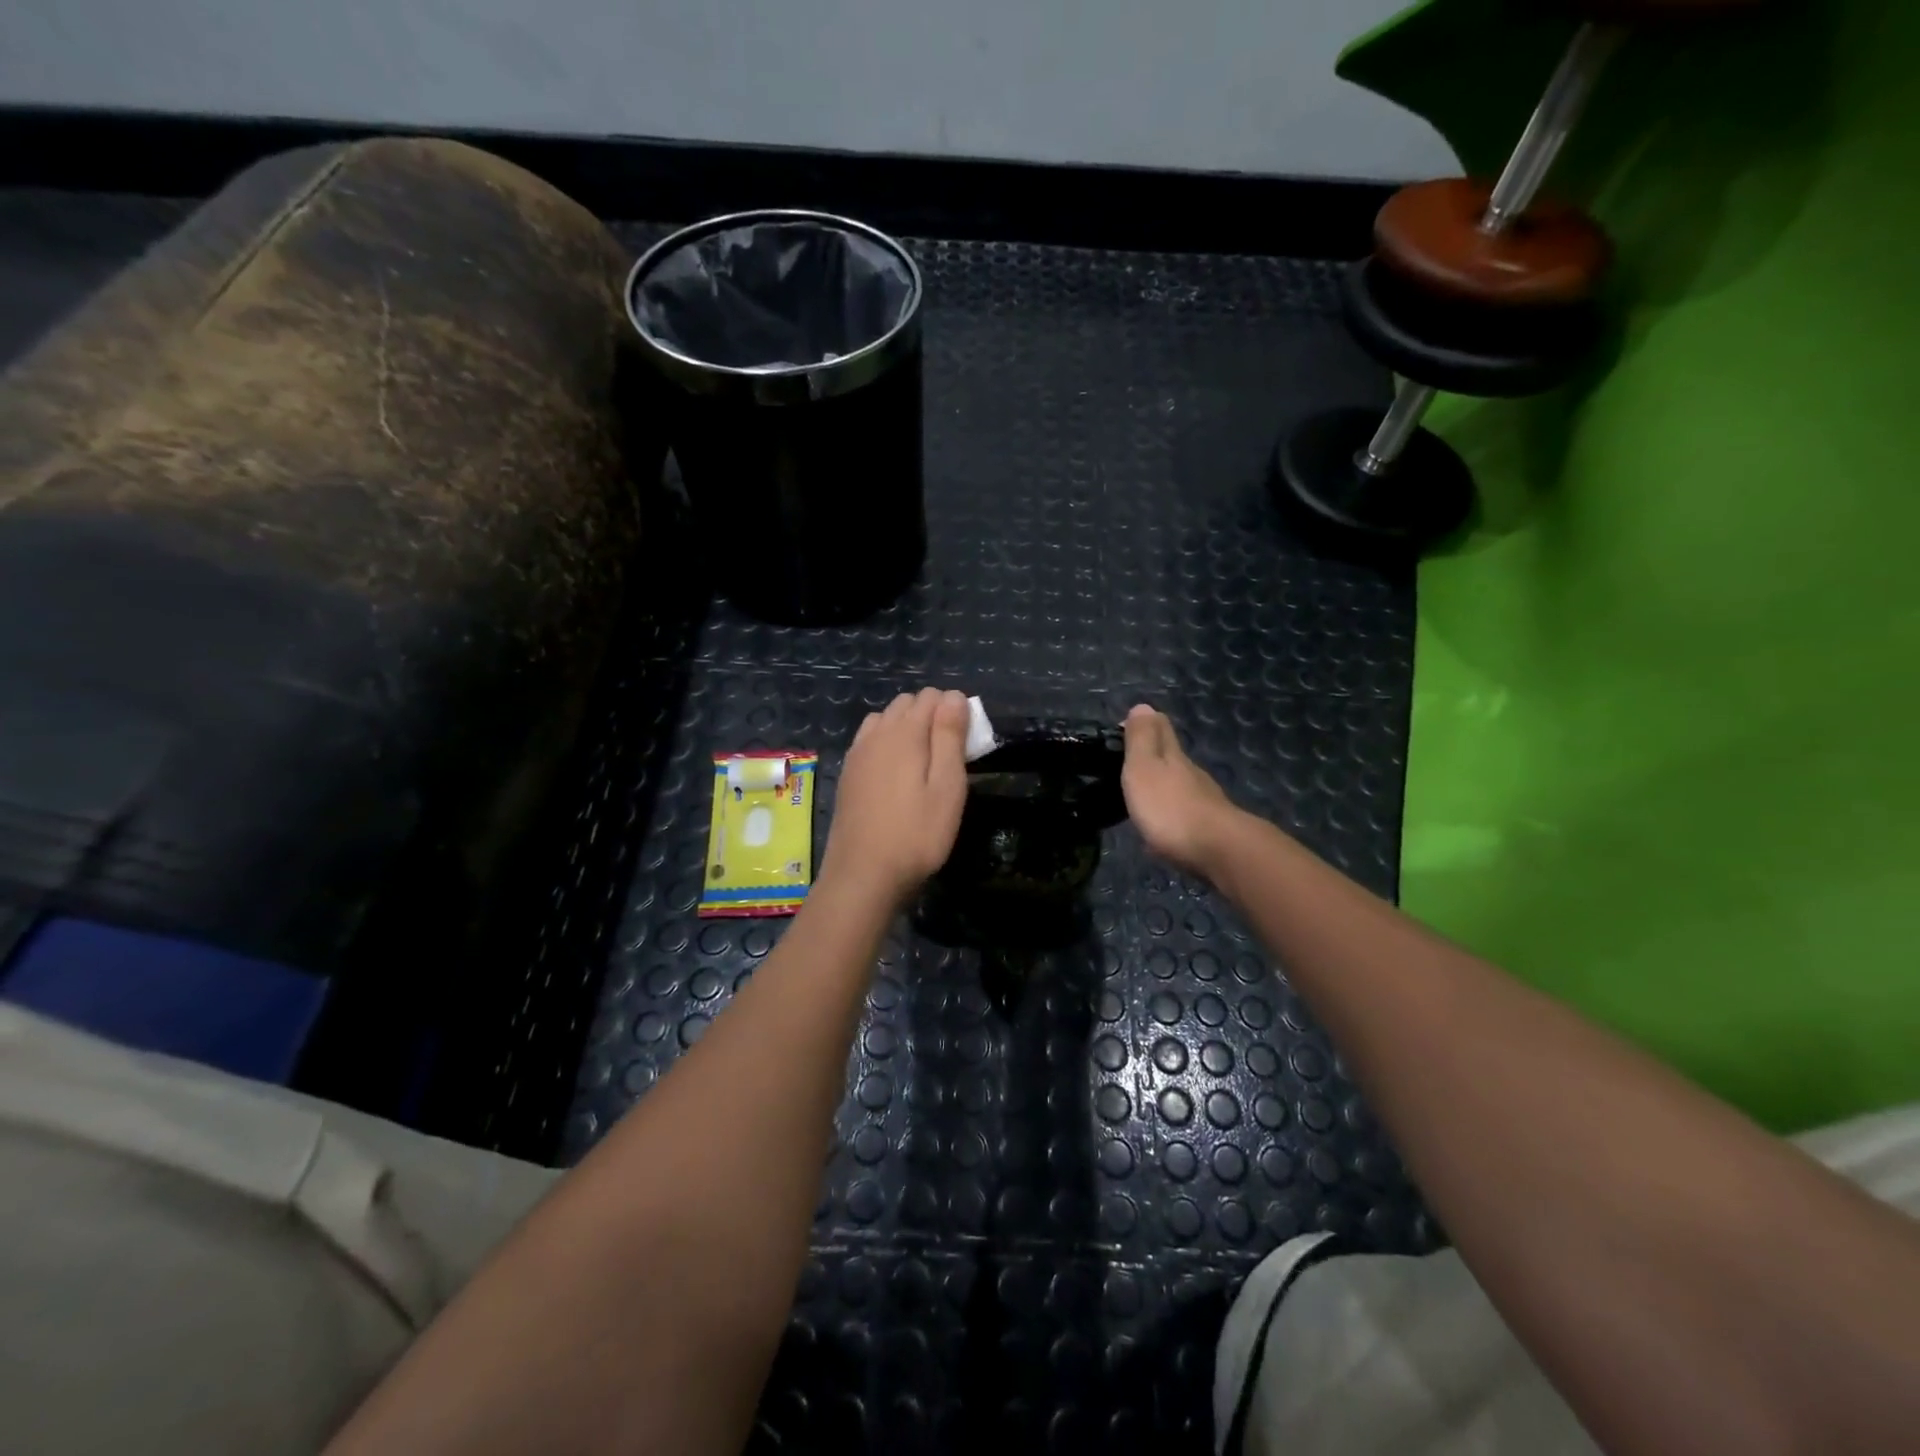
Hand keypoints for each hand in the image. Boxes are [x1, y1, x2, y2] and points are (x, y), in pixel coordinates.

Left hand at [820, 688, 970, 908]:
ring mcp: (857, 753)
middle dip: (930, 716)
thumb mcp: (947, 787)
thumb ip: (950, 736)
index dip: (954, 712)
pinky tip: (894, 774)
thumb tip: (953, 695)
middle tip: (947, 756)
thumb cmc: (916, 834)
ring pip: (885, 719)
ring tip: (921, 764)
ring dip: (906, 728)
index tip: (965, 745)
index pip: (933, 696)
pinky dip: (886, 743)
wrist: (863, 874)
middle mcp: (876, 734)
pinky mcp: (848, 773)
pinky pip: (869, 740)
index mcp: (904, 733)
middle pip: (906, 703)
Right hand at [1122, 704, 1240, 877]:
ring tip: (1141, 799)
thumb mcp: (1144, 768)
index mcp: (1173, 756)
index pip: (1161, 728)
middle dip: (1153, 756)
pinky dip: (1171, 814)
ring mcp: (1205, 802)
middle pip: (1173, 757)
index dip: (1144, 725)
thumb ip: (1141, 739)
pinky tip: (1161, 828)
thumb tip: (1142, 705)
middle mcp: (1192, 774)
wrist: (1219, 851)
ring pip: (1180, 786)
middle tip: (1128, 766)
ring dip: (1162, 788)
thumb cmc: (1171, 807)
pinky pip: (1185, 815)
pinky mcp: (1210, 830)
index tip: (1122, 731)